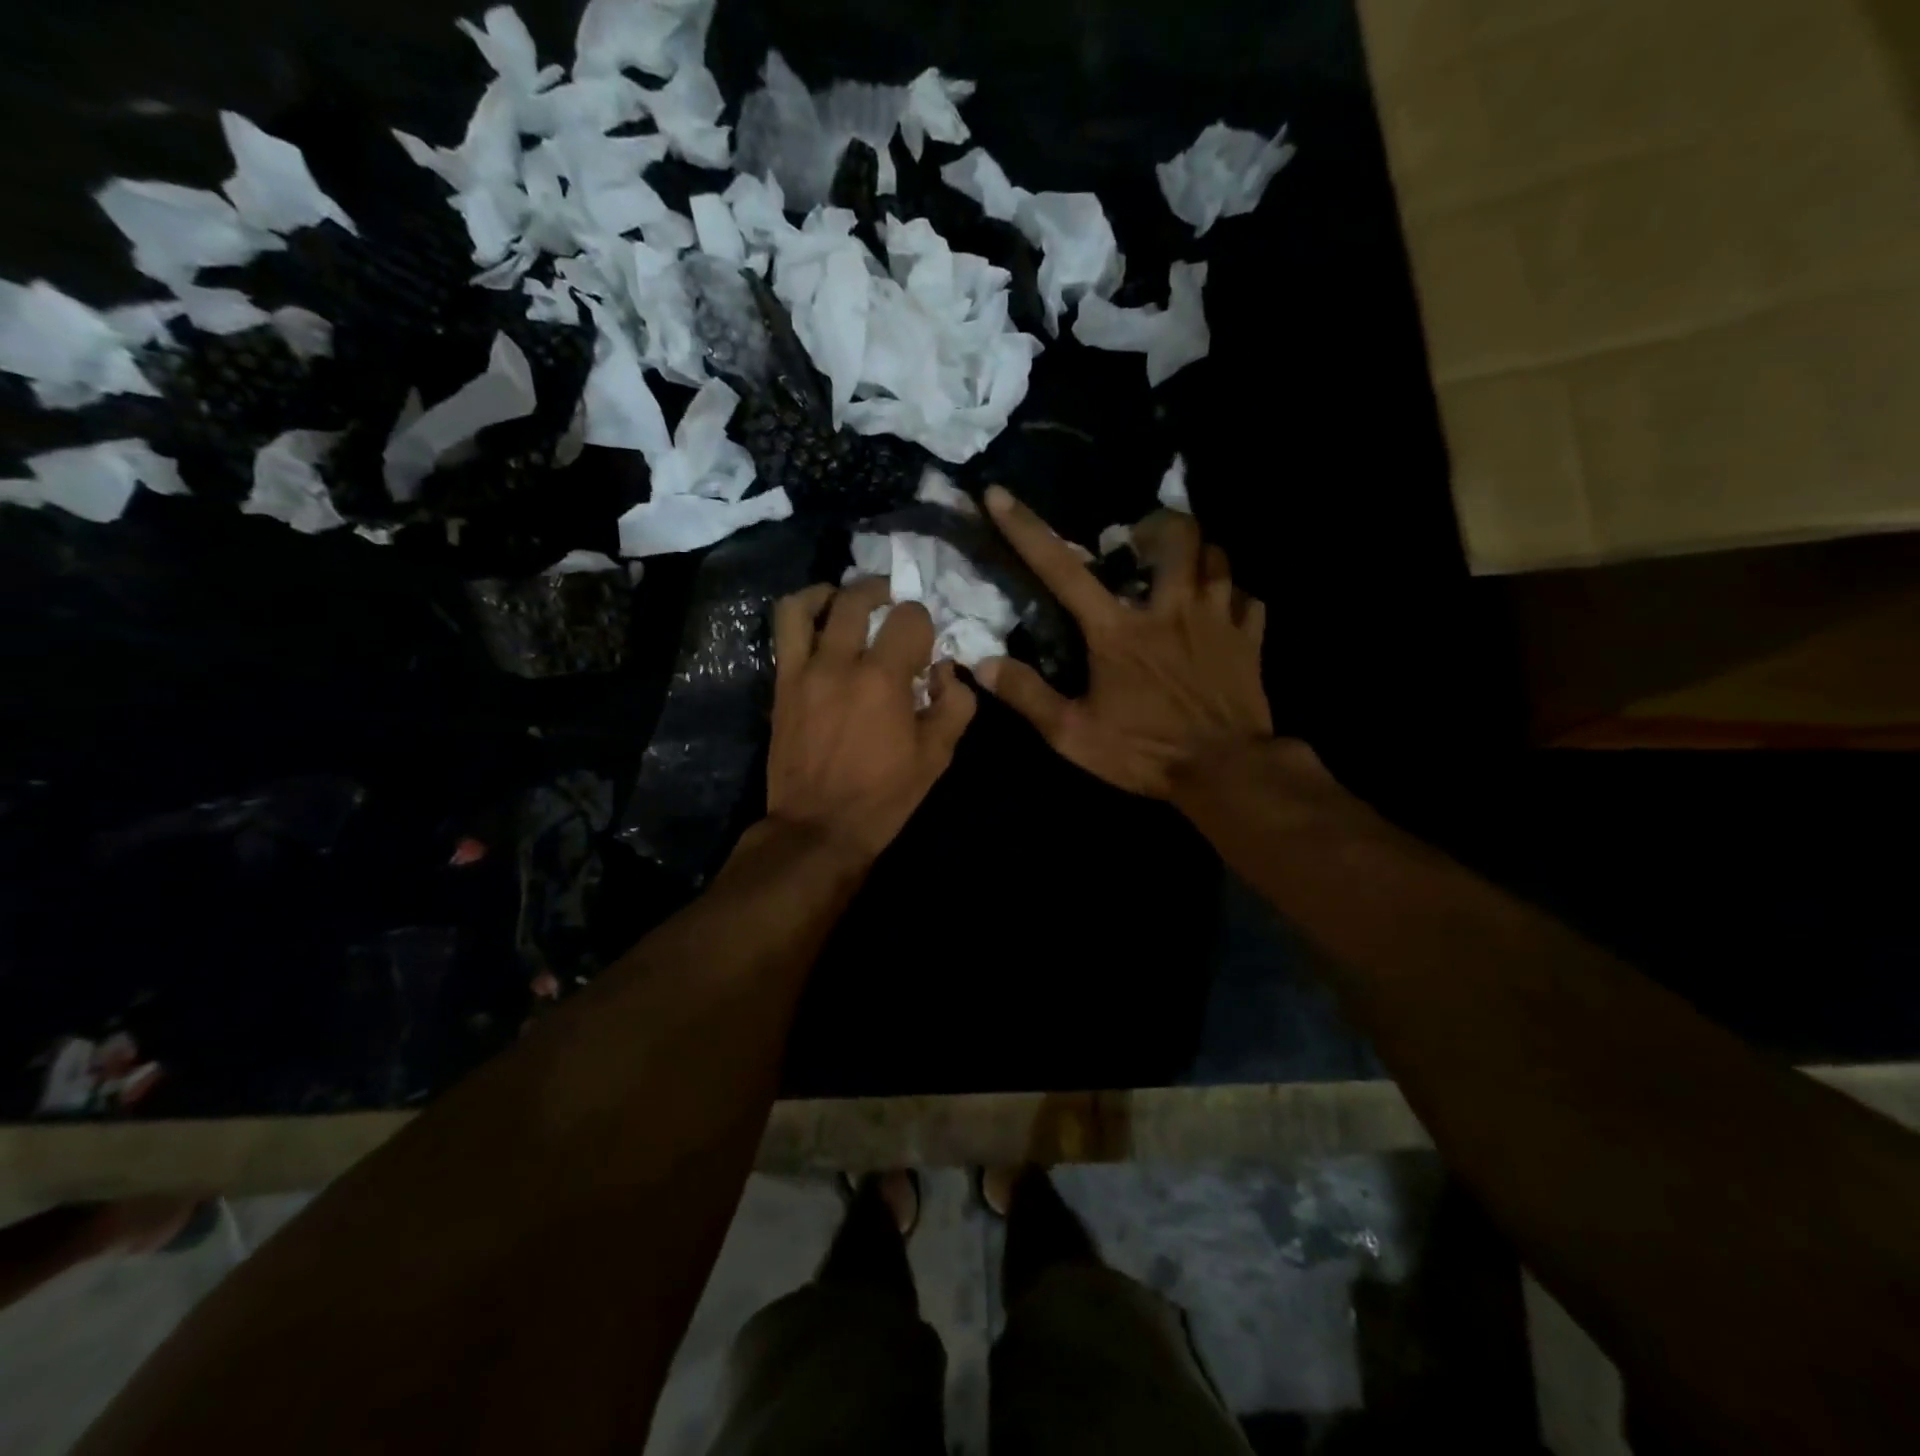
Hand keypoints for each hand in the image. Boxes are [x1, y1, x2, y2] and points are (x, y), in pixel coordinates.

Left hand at [766, 578, 976, 861]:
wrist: (818, 827)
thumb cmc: (884, 795)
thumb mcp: (937, 756)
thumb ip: (955, 704)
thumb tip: (946, 671)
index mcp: (884, 679)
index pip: (910, 618)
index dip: (924, 625)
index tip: (925, 649)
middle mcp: (841, 662)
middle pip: (860, 599)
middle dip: (885, 595)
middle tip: (894, 609)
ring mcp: (804, 670)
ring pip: (810, 603)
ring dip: (835, 593)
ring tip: (849, 604)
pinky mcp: (782, 683)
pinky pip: (785, 630)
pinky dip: (803, 613)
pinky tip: (819, 621)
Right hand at [976, 485, 1271, 797]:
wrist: (1226, 773)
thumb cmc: (1145, 752)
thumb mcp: (1073, 734)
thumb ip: (1028, 695)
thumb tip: (982, 664)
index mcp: (1118, 630)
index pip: (1062, 569)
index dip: (1025, 529)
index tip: (998, 495)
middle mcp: (1169, 608)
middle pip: (1175, 534)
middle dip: (1156, 525)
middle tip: (1140, 546)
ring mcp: (1217, 619)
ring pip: (1217, 556)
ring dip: (1196, 557)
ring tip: (1181, 574)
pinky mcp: (1250, 639)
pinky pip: (1248, 599)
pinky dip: (1233, 598)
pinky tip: (1222, 614)